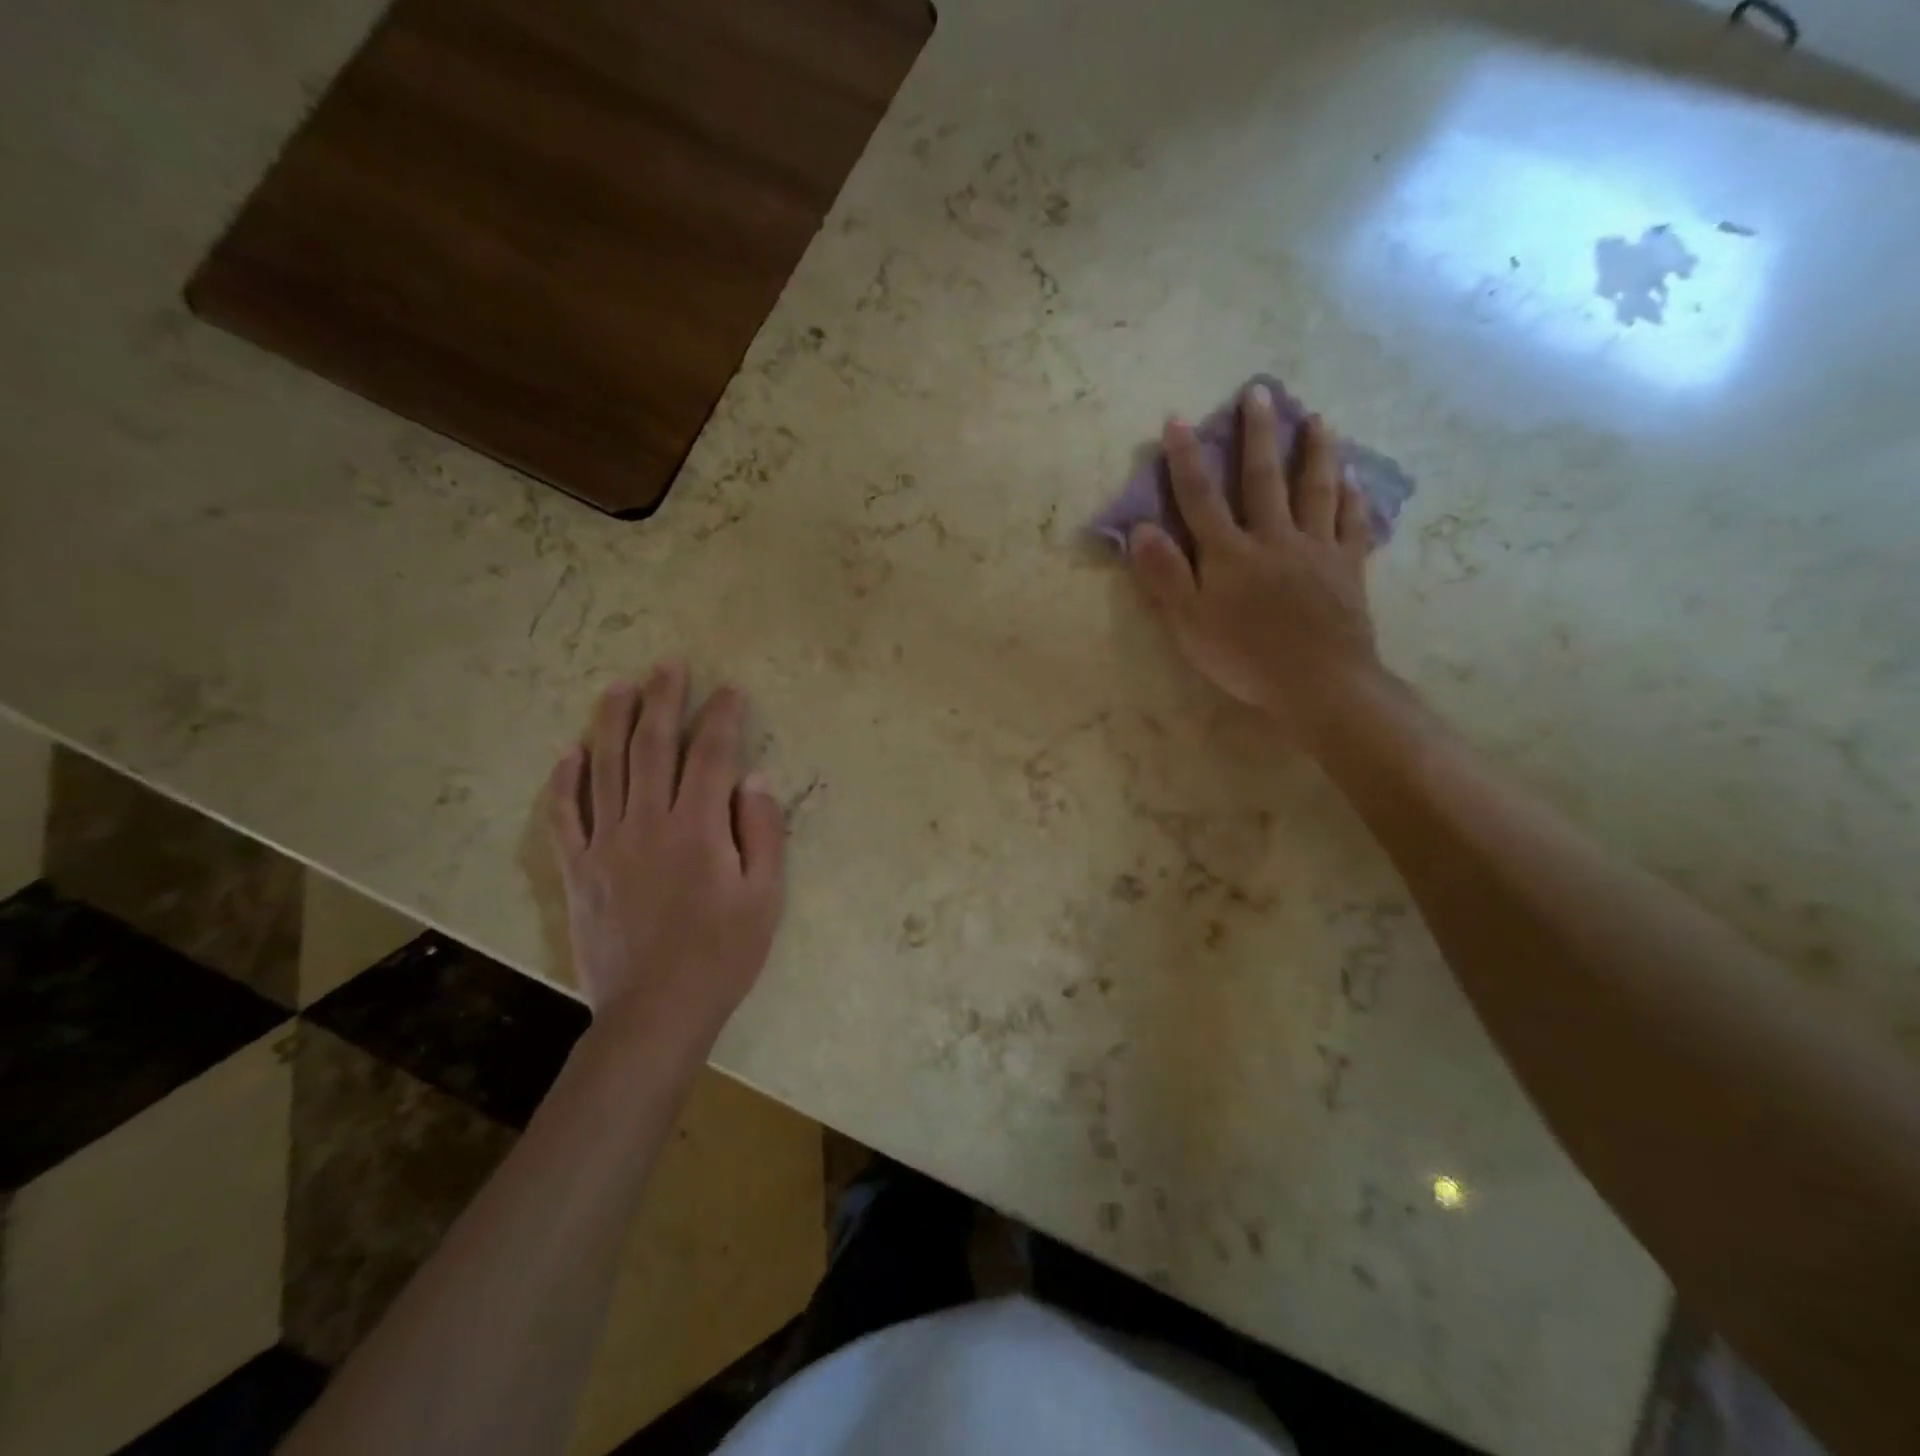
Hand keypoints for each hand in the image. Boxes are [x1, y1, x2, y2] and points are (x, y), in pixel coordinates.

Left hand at [546, 663, 785, 1055]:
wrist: (655, 1011)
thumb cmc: (722, 954)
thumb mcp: (765, 897)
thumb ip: (762, 832)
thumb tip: (755, 778)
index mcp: (698, 830)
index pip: (712, 756)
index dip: (722, 718)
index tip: (730, 690)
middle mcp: (648, 824)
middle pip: (653, 748)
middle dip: (664, 701)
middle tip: (669, 666)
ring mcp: (606, 845)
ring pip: (605, 769)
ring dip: (612, 722)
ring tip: (619, 686)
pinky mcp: (579, 870)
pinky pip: (564, 816)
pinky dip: (565, 782)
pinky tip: (569, 754)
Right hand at [1129, 384, 1383, 742]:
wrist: (1319, 683)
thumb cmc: (1244, 658)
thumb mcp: (1189, 624)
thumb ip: (1165, 575)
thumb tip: (1141, 528)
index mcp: (1229, 553)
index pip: (1201, 497)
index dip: (1186, 459)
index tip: (1178, 420)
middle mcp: (1272, 539)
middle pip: (1262, 479)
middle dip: (1257, 434)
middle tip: (1258, 392)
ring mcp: (1315, 550)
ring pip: (1314, 490)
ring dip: (1314, 451)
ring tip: (1316, 418)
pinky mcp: (1347, 568)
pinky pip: (1351, 525)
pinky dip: (1352, 499)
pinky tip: (1353, 480)